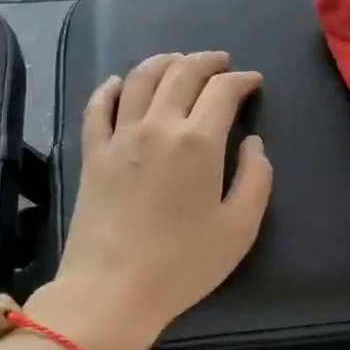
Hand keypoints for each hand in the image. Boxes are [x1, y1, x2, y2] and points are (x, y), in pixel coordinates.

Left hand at [32, 51, 272, 349]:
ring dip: (163, 62)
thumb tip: (254, 144)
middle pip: (182, 73)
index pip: (223, 91)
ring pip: (140, 79)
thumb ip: (256, 178)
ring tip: (178, 61)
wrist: (112, 288)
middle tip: (221, 62)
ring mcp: (119, 137)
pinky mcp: (92, 153)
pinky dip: (112, 87)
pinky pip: (99, 107)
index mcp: (199, 142)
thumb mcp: (240, 228)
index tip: (253, 82)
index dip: (242, 80)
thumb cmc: (183, 264)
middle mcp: (158, 126)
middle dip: (206, 61)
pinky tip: (120, 82)